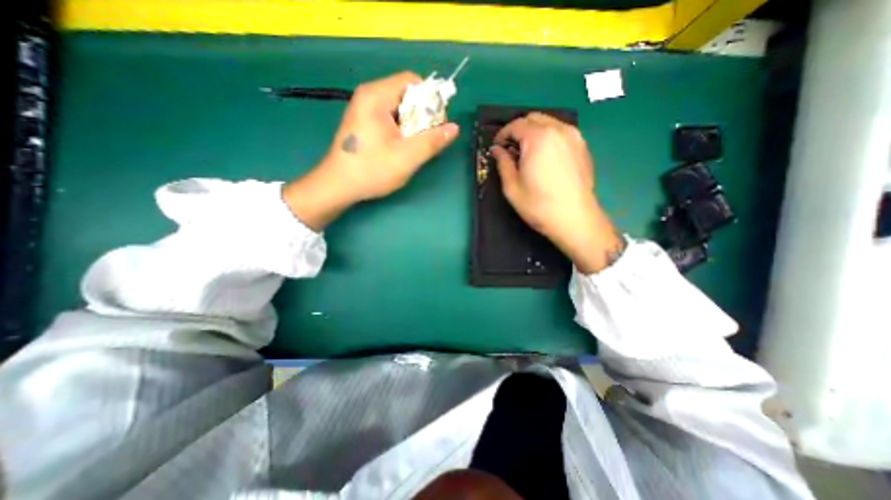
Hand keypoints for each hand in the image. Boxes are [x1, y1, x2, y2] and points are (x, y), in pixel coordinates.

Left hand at [284, 70, 458, 229]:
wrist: (338, 186)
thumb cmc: (371, 170)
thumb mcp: (407, 157)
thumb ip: (432, 141)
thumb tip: (454, 128)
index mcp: (376, 96)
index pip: (413, 81)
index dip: (430, 100)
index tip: (437, 124)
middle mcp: (368, 95)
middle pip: (406, 94)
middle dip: (422, 115)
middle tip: (425, 139)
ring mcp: (363, 108)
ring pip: (399, 107)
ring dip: (412, 124)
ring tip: (413, 145)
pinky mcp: (363, 121)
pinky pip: (389, 116)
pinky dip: (401, 128)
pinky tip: (400, 146)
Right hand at [495, 111, 625, 271]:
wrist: (575, 219)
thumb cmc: (539, 205)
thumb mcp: (512, 187)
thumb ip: (503, 163)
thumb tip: (497, 150)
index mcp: (538, 138)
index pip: (515, 125)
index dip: (502, 135)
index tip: (497, 148)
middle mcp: (558, 130)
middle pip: (533, 118)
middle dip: (518, 130)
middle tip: (511, 150)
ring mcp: (574, 136)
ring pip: (549, 122)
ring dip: (534, 132)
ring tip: (527, 153)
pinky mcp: (583, 146)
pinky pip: (561, 132)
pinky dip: (549, 137)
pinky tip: (545, 157)